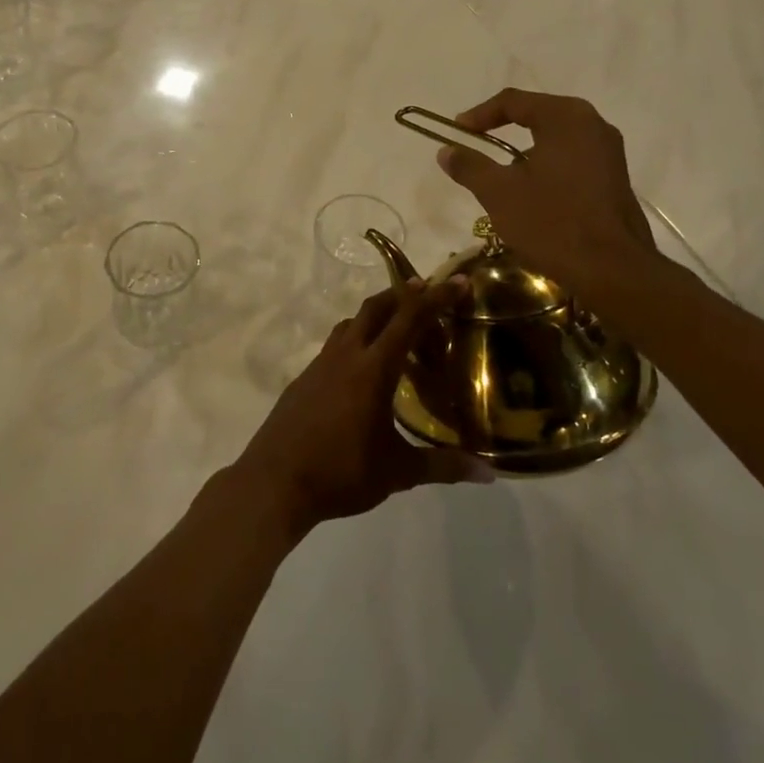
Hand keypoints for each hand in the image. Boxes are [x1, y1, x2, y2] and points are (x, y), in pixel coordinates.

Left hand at [232, 283, 490, 537]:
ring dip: (376, 315)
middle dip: (403, 294)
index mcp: (373, 369)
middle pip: (375, 308)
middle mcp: (346, 355)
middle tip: (427, 292)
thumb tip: (489, 473)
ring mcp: (320, 364)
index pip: (409, 320)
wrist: (274, 481)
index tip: (456, 281)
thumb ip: (443, 466)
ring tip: (397, 328)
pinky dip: (355, 340)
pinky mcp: (304, 378)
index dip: (435, 298)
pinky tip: (363, 368)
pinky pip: (335, 345)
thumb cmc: (341, 473)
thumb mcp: (398, 472)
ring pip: (351, 323)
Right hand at [435, 88, 657, 294]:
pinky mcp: (614, 177)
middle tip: (476, 146)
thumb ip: (470, 166)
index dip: (479, 114)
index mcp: (565, 118)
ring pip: (555, 138)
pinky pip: (571, 158)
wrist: (612, 270)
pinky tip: (531, 193)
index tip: (457, 132)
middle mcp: (593, 124)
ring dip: (524, 151)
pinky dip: (546, 166)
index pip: (513, 101)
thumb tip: (446, 151)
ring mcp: (609, 151)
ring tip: (500, 175)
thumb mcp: (499, 193)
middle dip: (502, 130)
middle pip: (537, 115)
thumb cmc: (551, 222)